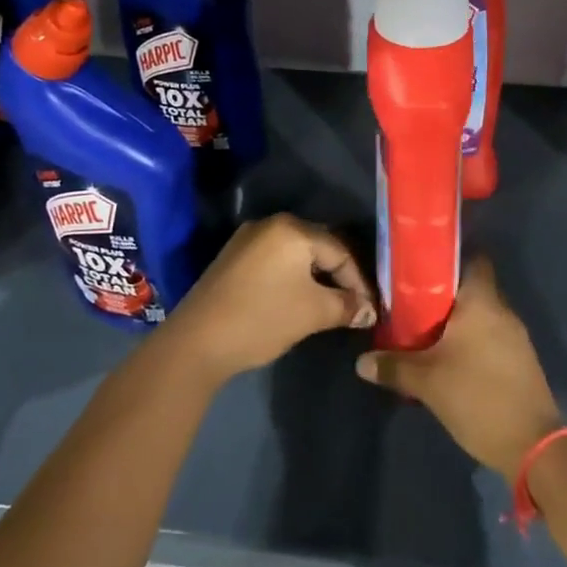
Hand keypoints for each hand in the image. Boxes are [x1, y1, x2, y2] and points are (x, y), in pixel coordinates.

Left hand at [164, 214, 375, 380]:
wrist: (196, 342)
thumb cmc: (262, 319)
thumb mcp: (313, 313)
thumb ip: (347, 306)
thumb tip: (369, 310)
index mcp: (293, 229)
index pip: (340, 251)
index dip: (359, 282)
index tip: (370, 309)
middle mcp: (270, 224)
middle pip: (318, 247)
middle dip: (339, 276)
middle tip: (354, 305)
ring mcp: (247, 239)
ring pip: (296, 254)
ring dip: (315, 277)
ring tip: (329, 304)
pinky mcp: (232, 258)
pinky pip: (275, 260)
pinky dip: (292, 277)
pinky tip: (296, 299)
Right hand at [356, 259, 561, 477]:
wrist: (532, 445)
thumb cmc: (477, 397)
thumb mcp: (427, 383)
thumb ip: (393, 367)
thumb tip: (361, 361)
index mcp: (482, 301)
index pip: (473, 258)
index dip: (448, 257)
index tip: (421, 266)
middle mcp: (502, 310)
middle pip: (473, 287)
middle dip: (444, 294)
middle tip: (412, 302)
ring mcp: (516, 336)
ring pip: (481, 314)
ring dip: (458, 320)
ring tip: (426, 331)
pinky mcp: (520, 359)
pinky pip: (491, 336)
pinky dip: (472, 340)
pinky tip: (450, 358)